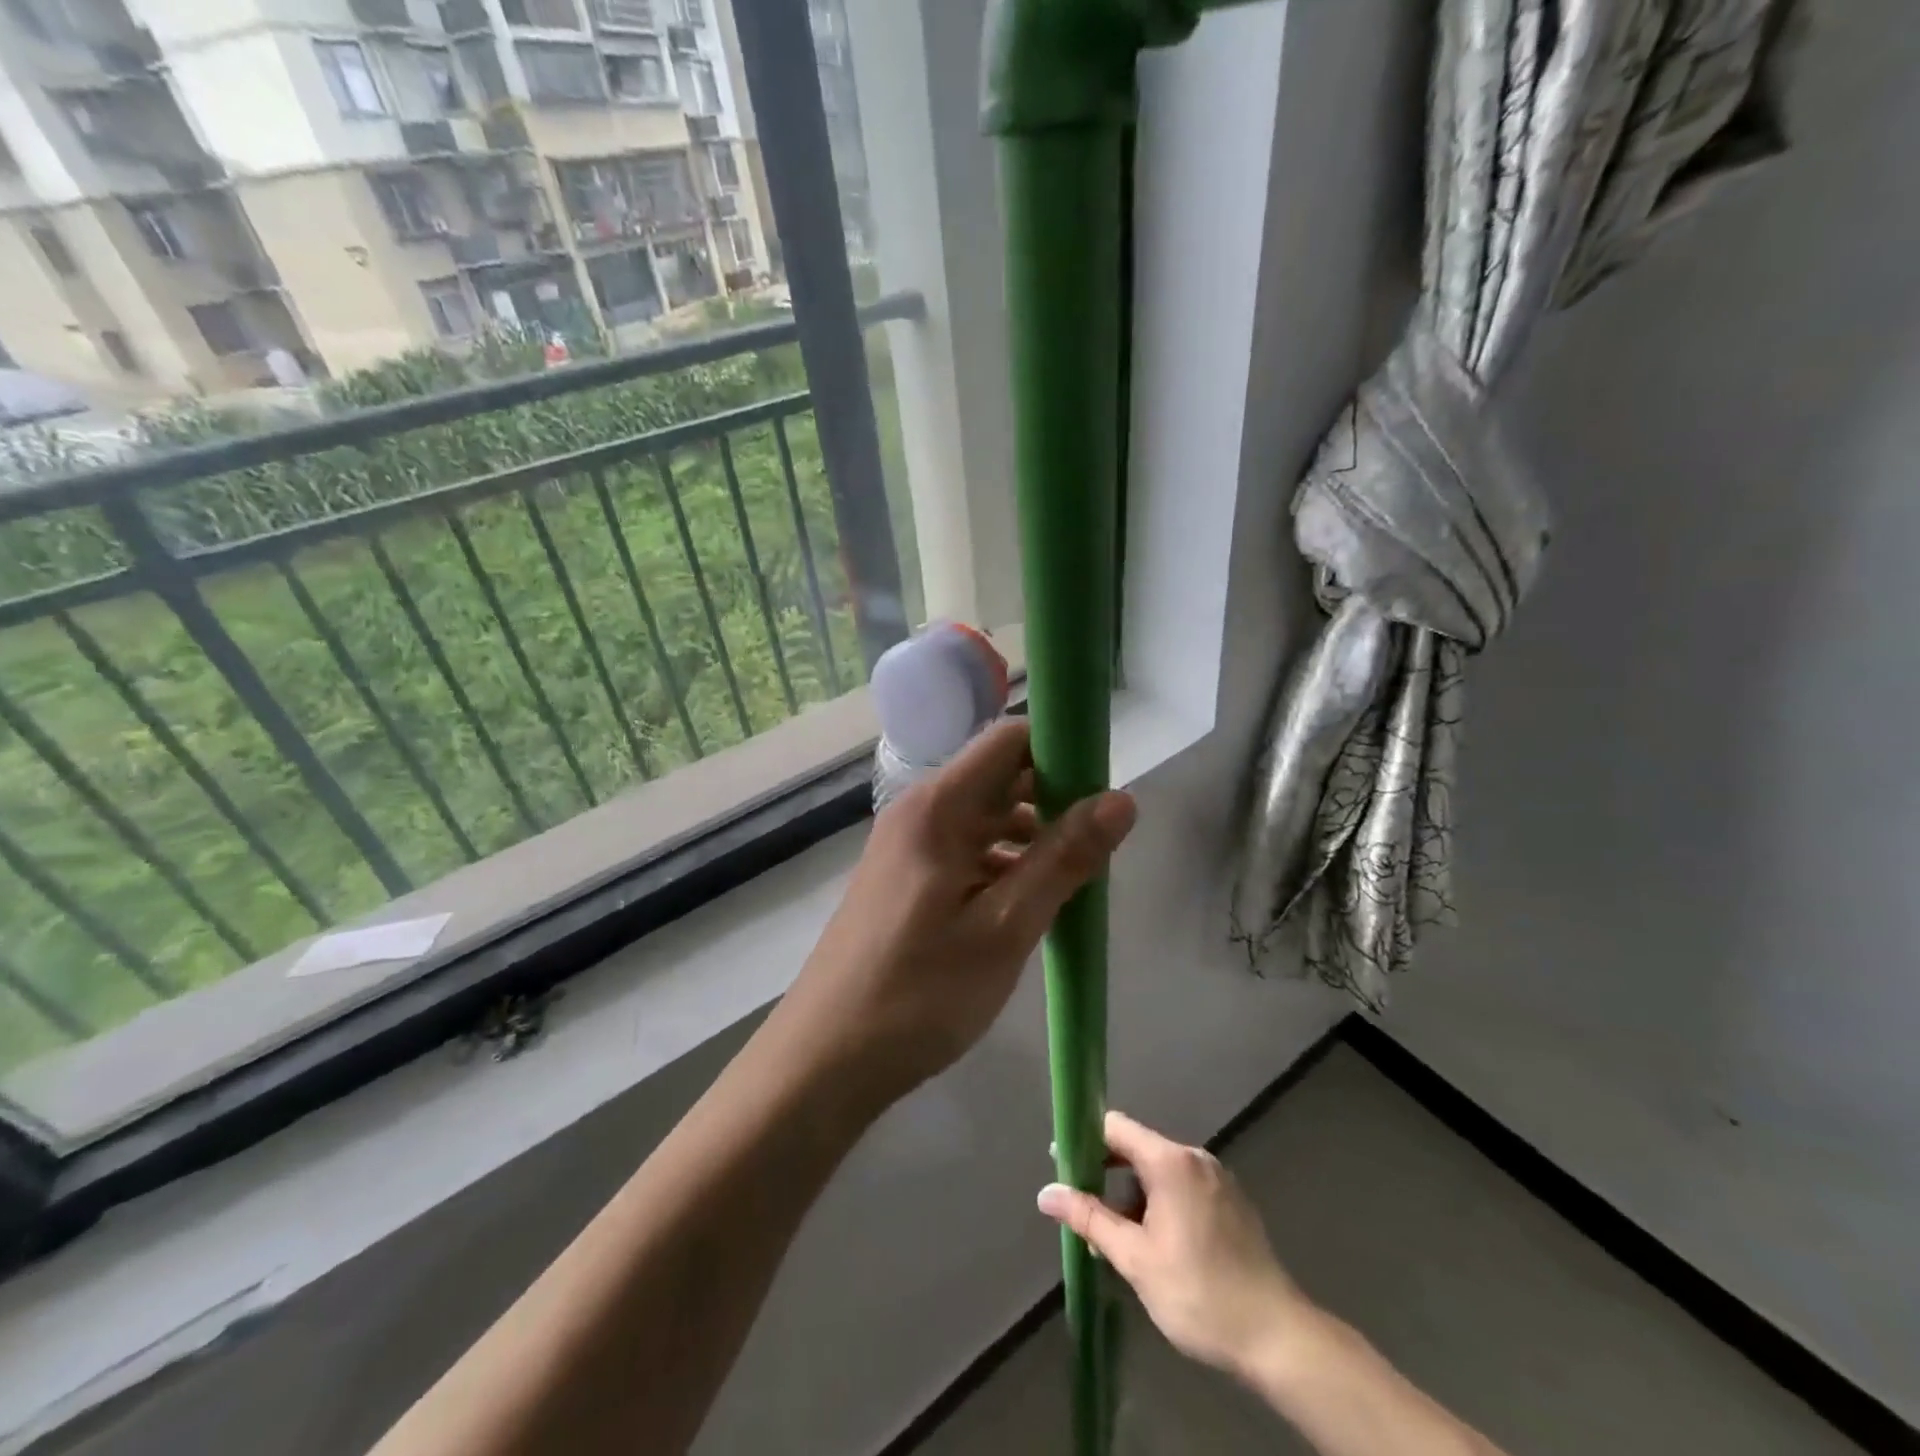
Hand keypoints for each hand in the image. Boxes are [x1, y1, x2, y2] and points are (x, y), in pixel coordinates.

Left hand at [779, 720, 1135, 1103]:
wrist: (824, 1059)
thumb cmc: (919, 992)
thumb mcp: (1004, 927)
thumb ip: (1063, 859)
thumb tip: (1122, 799)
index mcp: (938, 806)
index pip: (1008, 740)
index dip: (1059, 752)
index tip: (1102, 790)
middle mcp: (918, 813)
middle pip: (998, 779)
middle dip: (1053, 801)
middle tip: (1097, 847)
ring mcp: (907, 848)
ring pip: (984, 820)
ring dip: (1031, 839)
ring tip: (1071, 883)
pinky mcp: (904, 881)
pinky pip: (965, 853)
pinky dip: (1002, 866)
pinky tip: (1026, 907)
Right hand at [1036, 1111, 1314, 1379]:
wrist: (1278, 1338)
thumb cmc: (1199, 1294)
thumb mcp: (1135, 1258)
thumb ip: (1089, 1218)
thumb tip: (1046, 1193)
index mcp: (1171, 1161)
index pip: (1115, 1126)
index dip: (1084, 1139)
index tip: (1062, 1164)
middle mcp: (1195, 1157)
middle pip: (1137, 1148)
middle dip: (1106, 1174)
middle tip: (1084, 1209)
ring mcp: (1218, 1178)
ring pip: (1160, 1171)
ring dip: (1133, 1195)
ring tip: (1116, 1238)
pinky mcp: (1232, 1202)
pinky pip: (1183, 1186)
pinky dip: (1160, 1203)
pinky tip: (1154, 1243)